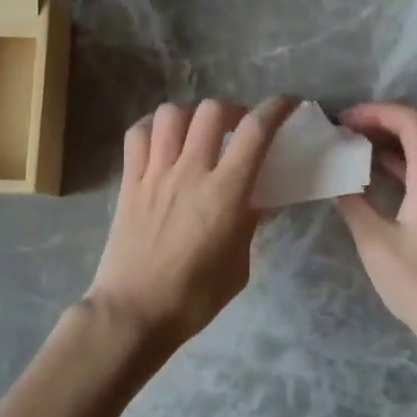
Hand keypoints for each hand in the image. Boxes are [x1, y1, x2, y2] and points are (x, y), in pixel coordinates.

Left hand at [84, 97, 297, 352]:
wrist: (134, 311)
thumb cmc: (194, 297)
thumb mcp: (238, 264)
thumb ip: (249, 224)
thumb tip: (260, 200)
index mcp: (225, 193)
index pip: (255, 132)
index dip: (276, 109)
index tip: (288, 105)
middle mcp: (190, 172)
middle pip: (212, 111)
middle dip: (232, 111)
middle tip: (238, 130)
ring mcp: (155, 173)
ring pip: (171, 114)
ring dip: (191, 115)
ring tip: (197, 133)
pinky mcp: (129, 181)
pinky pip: (137, 135)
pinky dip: (152, 127)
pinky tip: (161, 141)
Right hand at [337, 103, 416, 350]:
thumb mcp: (376, 243)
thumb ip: (353, 204)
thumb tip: (334, 178)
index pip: (413, 123)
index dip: (378, 112)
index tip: (343, 121)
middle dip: (379, 122)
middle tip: (342, 131)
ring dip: (385, 144)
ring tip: (348, 149)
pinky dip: (392, 166)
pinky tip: (366, 178)